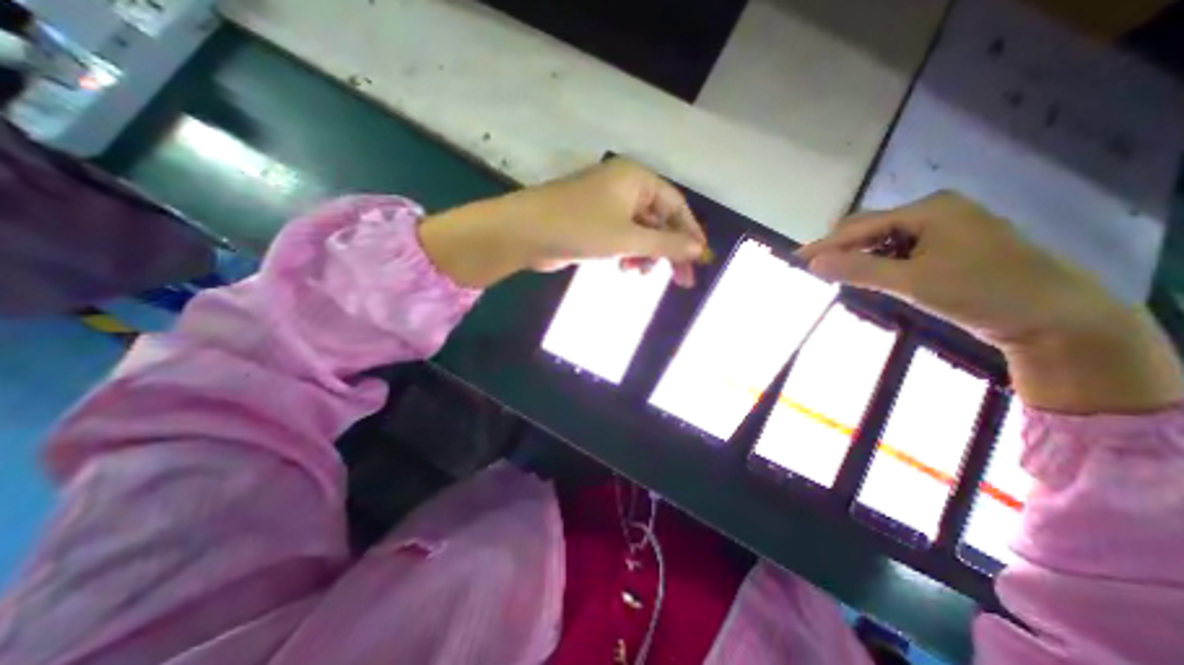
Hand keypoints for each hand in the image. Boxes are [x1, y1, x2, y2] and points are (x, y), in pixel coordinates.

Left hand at [420, 159, 705, 290]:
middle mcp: (625, 187)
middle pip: (659, 220)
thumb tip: (698, 250)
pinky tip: (623, 268)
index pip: (676, 206)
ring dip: (646, 254)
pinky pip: (622, 238)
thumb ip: (665, 244)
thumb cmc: (579, 227)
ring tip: (639, 273)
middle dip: (668, 251)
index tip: (699, 261)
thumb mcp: (628, 238)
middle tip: (680, 281)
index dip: (690, 234)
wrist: (524, 232)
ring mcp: (607, 205)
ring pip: (640, 232)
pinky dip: (627, 253)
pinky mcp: (594, 223)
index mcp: (637, 179)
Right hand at [800, 189, 1177, 413]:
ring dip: (856, 255)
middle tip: (811, 268)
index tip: (795, 259)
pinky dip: (876, 261)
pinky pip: (898, 249)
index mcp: (928, 210)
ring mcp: (943, 228)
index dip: (825, 244)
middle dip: (838, 247)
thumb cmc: (981, 292)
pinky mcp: (947, 246)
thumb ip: (858, 269)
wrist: (1054, 316)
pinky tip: (866, 274)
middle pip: (870, 227)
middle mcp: (934, 211)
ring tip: (832, 273)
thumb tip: (812, 263)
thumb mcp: (912, 282)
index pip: (860, 226)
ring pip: (882, 239)